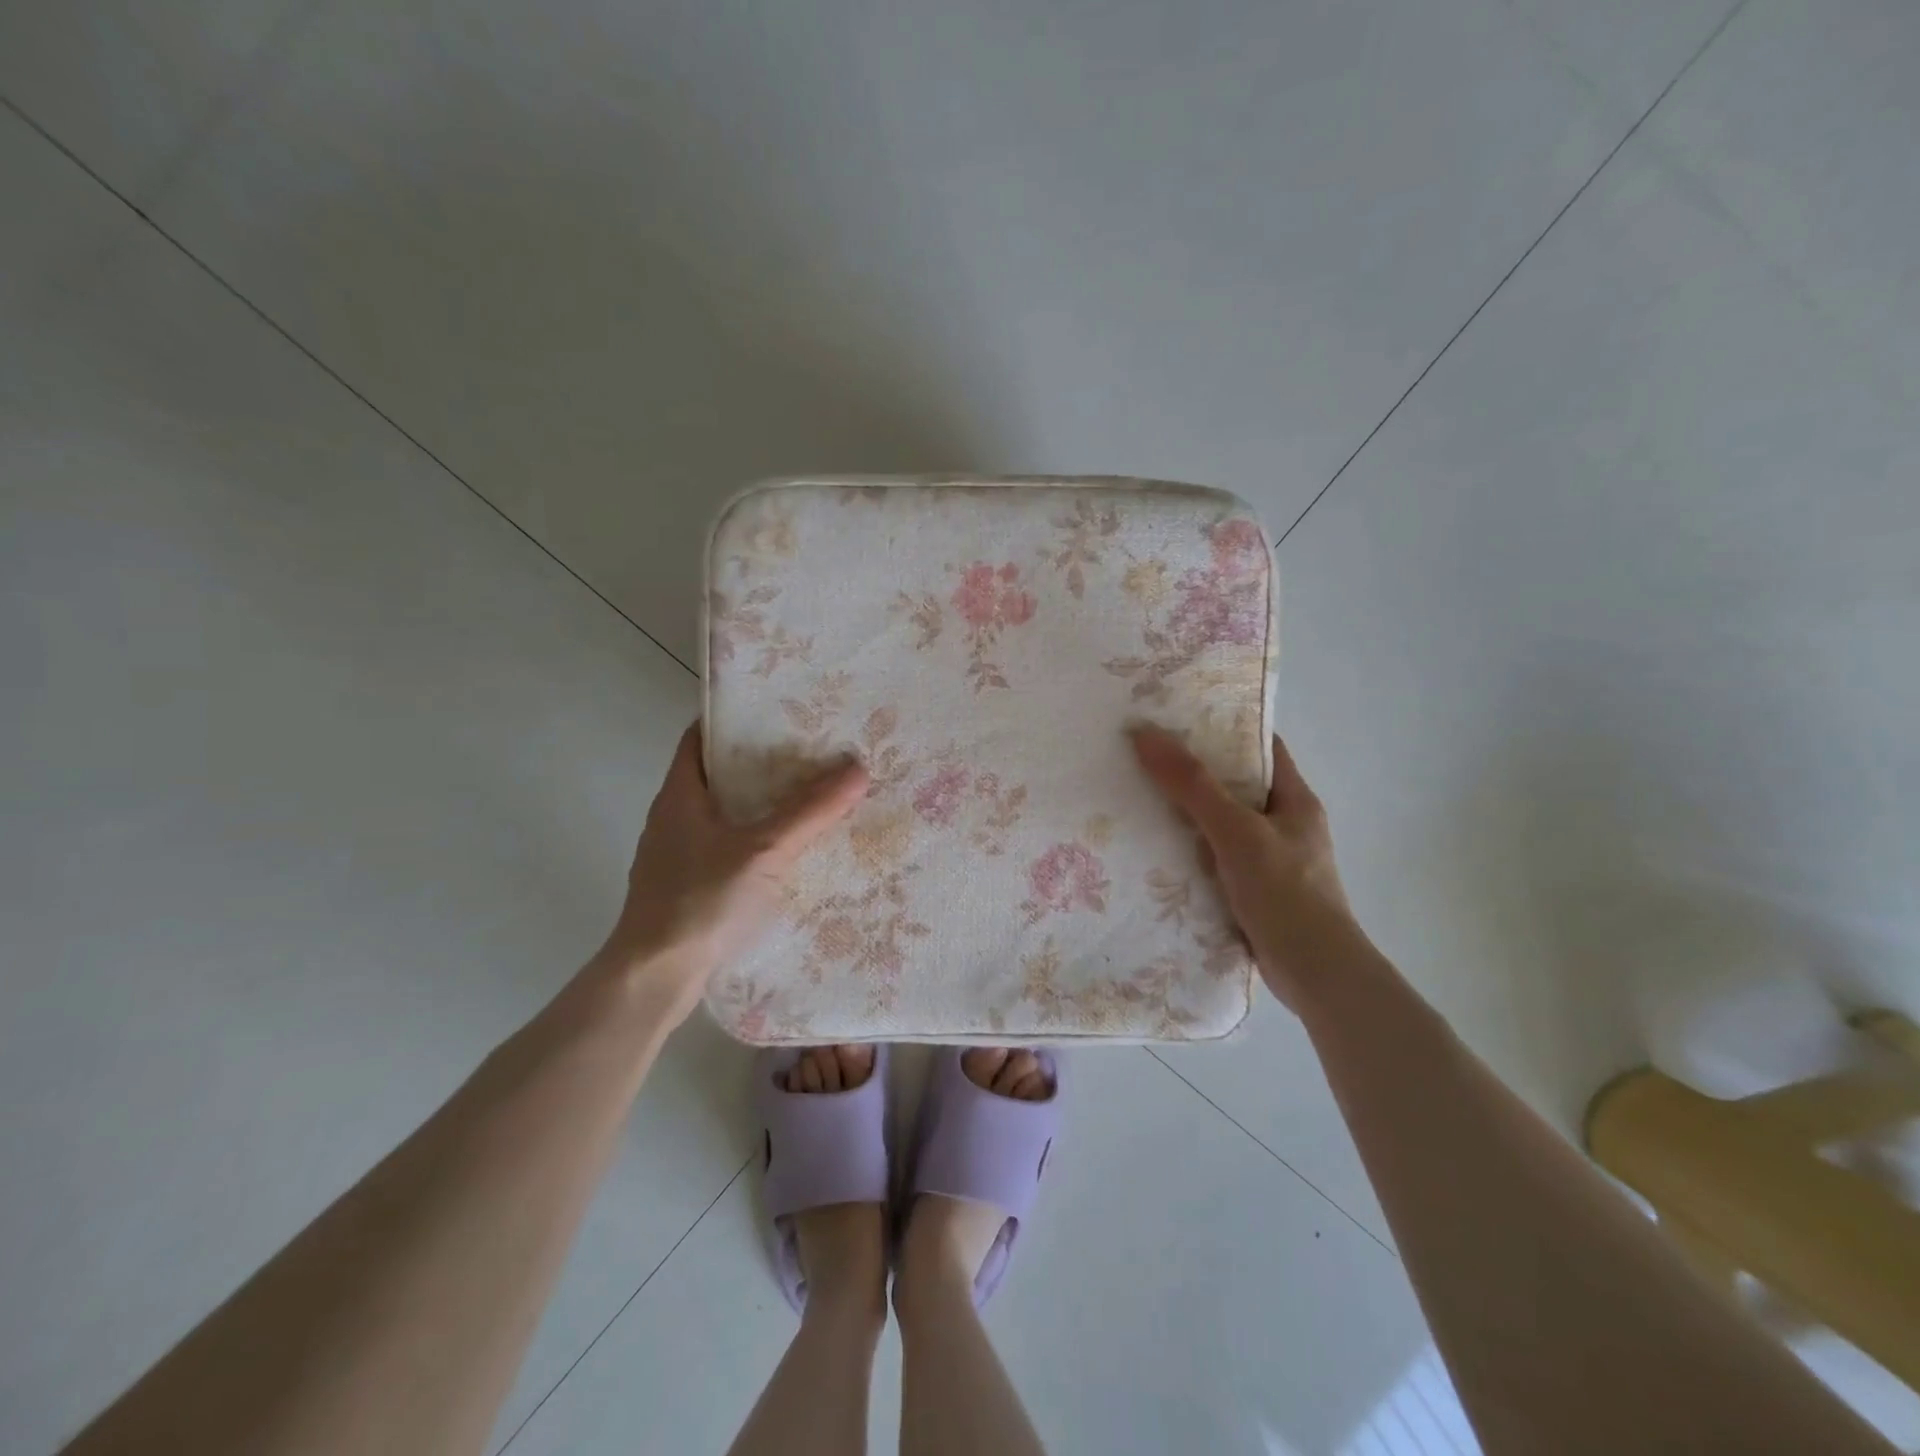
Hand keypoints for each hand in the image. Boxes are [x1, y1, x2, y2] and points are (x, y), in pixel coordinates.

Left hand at [597, 722, 868, 1019]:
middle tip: (811, 754)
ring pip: (725, 815)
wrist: (653, 979)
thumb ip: (810, 810)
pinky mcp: (687, 888)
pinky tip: (789, 854)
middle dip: (762, 764)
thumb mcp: (764, 850)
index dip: (735, 719)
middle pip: (719, 776)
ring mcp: (677, 856)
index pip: (701, 737)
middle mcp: (673, 818)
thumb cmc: (700, 900)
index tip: (779, 712)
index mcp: (680, 795)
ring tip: (810, 798)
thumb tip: (857, 768)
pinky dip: (756, 842)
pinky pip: (727, 849)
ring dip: (761, 806)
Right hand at [1131, 728, 1356, 1012]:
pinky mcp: (1255, 891)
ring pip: (1224, 824)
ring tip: (1140, 796)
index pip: (1262, 748)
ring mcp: (1271, 860)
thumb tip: (1145, 735)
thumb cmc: (1285, 892)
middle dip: (1195, 771)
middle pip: (1237, 785)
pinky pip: (1217, 858)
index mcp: (1295, 800)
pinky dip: (1191, 851)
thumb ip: (1192, 785)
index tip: (1180, 717)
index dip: (1225, 728)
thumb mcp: (1236, 831)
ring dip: (1189, 814)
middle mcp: (1286, 825)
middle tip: (1148, 755)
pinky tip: (1157, 849)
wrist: (1315, 974)